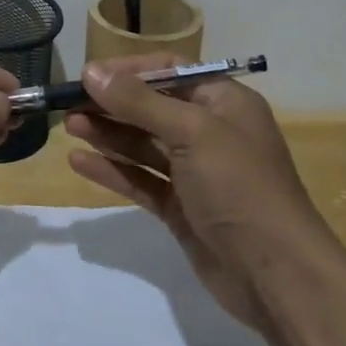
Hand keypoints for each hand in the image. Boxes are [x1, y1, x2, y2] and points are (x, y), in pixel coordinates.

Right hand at [65, 54, 334, 331]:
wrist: (277, 276)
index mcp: (223, 102)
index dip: (130, 70)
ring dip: (108, 134)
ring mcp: (195, 172)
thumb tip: (91, 70)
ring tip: (69, 126)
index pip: (171, 70)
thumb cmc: (240, 186)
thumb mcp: (191, 132)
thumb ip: (139, 102)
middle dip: (112, 104)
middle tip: (68, 103)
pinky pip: (142, 180)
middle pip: (152, 107)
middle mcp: (210, 132)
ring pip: (144, 144)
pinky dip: (113, 170)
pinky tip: (80, 163)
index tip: (90, 75)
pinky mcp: (182, 208)